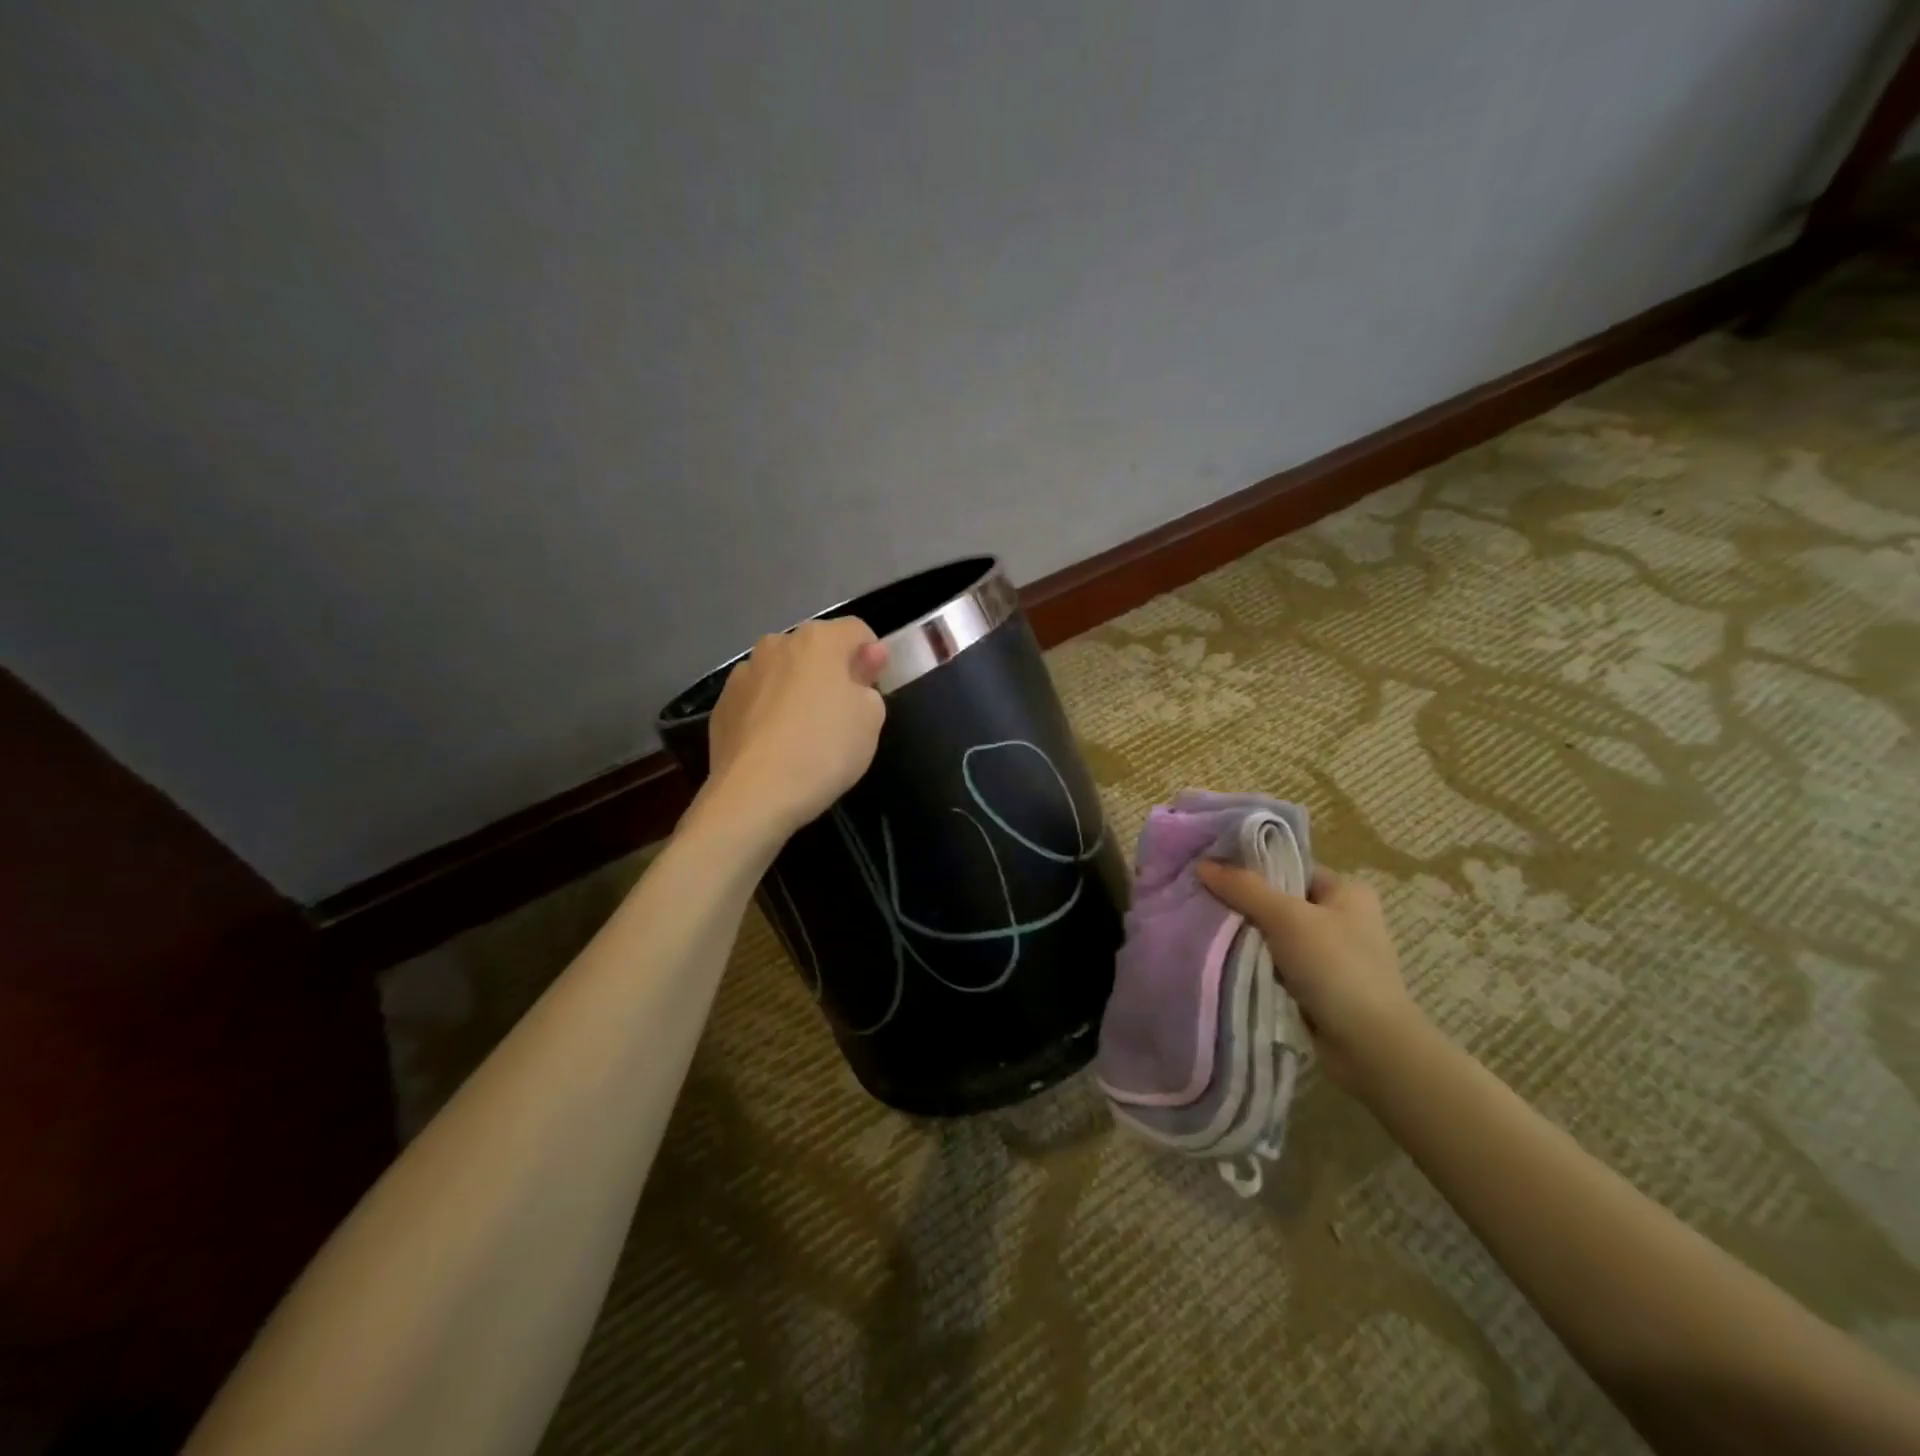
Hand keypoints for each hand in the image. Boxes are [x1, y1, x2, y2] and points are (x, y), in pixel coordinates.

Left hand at [704, 617, 888, 835]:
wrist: (754, 794)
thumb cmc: (824, 749)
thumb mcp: (870, 719)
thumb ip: (870, 682)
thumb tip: (865, 662)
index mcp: (818, 640)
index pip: (857, 631)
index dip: (872, 657)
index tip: (874, 689)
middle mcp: (776, 644)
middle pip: (815, 649)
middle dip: (832, 671)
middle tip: (843, 713)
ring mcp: (743, 674)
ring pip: (783, 672)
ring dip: (797, 689)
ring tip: (805, 732)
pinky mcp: (721, 705)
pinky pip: (758, 699)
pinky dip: (770, 712)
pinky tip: (777, 746)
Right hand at [1195, 861, 1418, 1091]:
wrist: (1369, 1046)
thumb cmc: (1336, 967)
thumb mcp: (1286, 918)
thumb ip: (1244, 888)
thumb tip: (1202, 865)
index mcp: (1347, 891)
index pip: (1290, 867)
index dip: (1252, 867)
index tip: (1211, 870)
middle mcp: (1342, 918)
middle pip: (1279, 900)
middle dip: (1243, 903)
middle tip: (1202, 899)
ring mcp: (1330, 954)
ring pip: (1274, 934)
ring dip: (1246, 936)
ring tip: (1205, 927)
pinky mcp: (1318, 986)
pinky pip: (1276, 963)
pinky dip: (1255, 963)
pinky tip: (1224, 959)